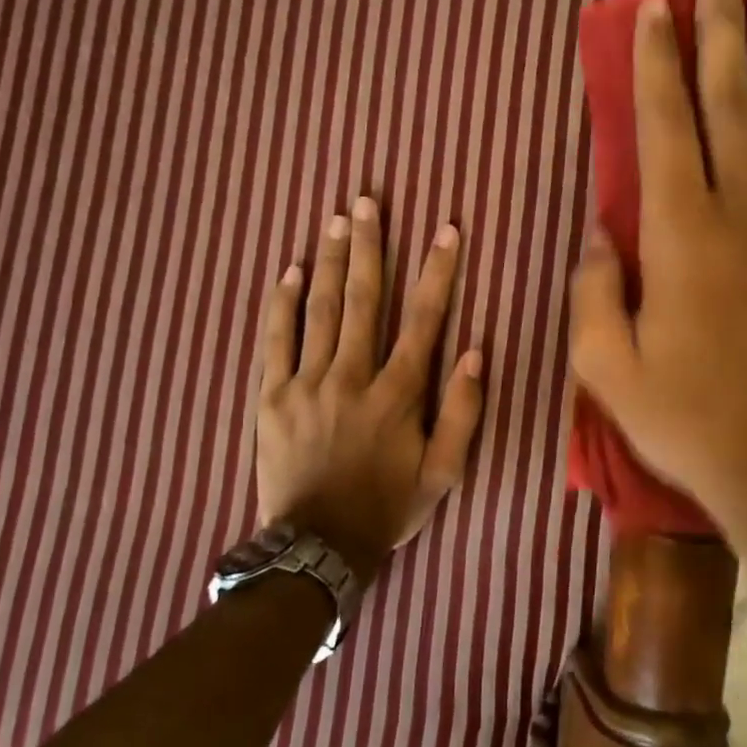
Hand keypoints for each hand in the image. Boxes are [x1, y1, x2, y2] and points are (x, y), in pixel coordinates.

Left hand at [257, 199, 483, 584]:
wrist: (317, 546)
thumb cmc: (387, 507)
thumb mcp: (443, 472)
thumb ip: (462, 412)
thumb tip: (474, 351)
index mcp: (396, 393)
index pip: (423, 320)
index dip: (437, 272)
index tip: (446, 230)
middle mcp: (352, 376)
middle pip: (362, 299)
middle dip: (369, 246)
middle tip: (368, 201)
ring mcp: (306, 383)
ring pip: (319, 310)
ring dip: (329, 261)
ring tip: (335, 219)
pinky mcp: (272, 396)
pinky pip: (276, 340)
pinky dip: (282, 303)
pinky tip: (289, 270)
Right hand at [570, 0, 746, 593]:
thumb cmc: (692, 424)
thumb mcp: (608, 371)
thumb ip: (592, 292)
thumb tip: (599, 231)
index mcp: (683, 238)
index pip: (666, 126)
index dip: (658, 60)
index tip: (654, 5)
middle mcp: (746, 212)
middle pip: (732, 99)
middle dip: (720, 26)